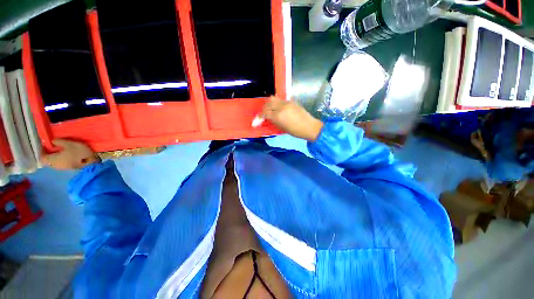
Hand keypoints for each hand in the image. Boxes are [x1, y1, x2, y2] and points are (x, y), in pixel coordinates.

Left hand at [41, 140, 99, 169]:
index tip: (44, 144)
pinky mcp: (69, 168)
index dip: (42, 150)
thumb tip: (52, 141)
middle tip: (53, 146)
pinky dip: (62, 158)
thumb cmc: (78, 153)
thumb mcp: (69, 144)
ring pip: (55, 161)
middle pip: (48, 159)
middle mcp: (54, 165)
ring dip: (56, 155)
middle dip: (50, 153)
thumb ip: (59, 142)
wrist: (91, 164)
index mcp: (52, 159)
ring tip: (61, 149)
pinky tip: (67, 154)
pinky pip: (61, 162)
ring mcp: (62, 167)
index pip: (41, 156)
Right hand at [262, 97, 323, 141]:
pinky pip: (280, 100)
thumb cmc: (296, 131)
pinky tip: (279, 109)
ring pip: (273, 98)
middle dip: (263, 108)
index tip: (257, 121)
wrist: (309, 126)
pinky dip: (277, 104)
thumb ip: (273, 121)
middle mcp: (281, 107)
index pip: (264, 112)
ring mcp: (287, 102)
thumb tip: (267, 118)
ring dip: (269, 104)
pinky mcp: (291, 101)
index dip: (259, 117)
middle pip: (268, 102)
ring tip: (270, 110)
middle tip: (264, 114)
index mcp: (278, 116)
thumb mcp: (282, 128)